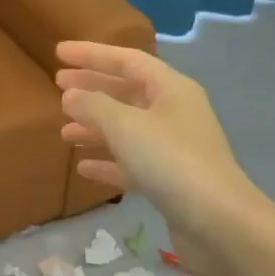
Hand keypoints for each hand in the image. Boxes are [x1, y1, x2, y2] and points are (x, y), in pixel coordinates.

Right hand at [54, 42, 259, 275]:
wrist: (218, 222)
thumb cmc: (170, 161)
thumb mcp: (125, 126)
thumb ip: (93, 105)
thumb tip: (71, 95)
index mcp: (170, 88)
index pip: (126, 60)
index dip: (91, 54)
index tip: (58, 52)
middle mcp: (174, 112)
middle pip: (127, 92)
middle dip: (92, 88)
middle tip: (57, 86)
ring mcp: (173, 148)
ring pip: (127, 129)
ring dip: (95, 127)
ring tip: (63, 131)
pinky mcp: (169, 180)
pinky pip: (132, 162)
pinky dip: (108, 161)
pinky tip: (83, 167)